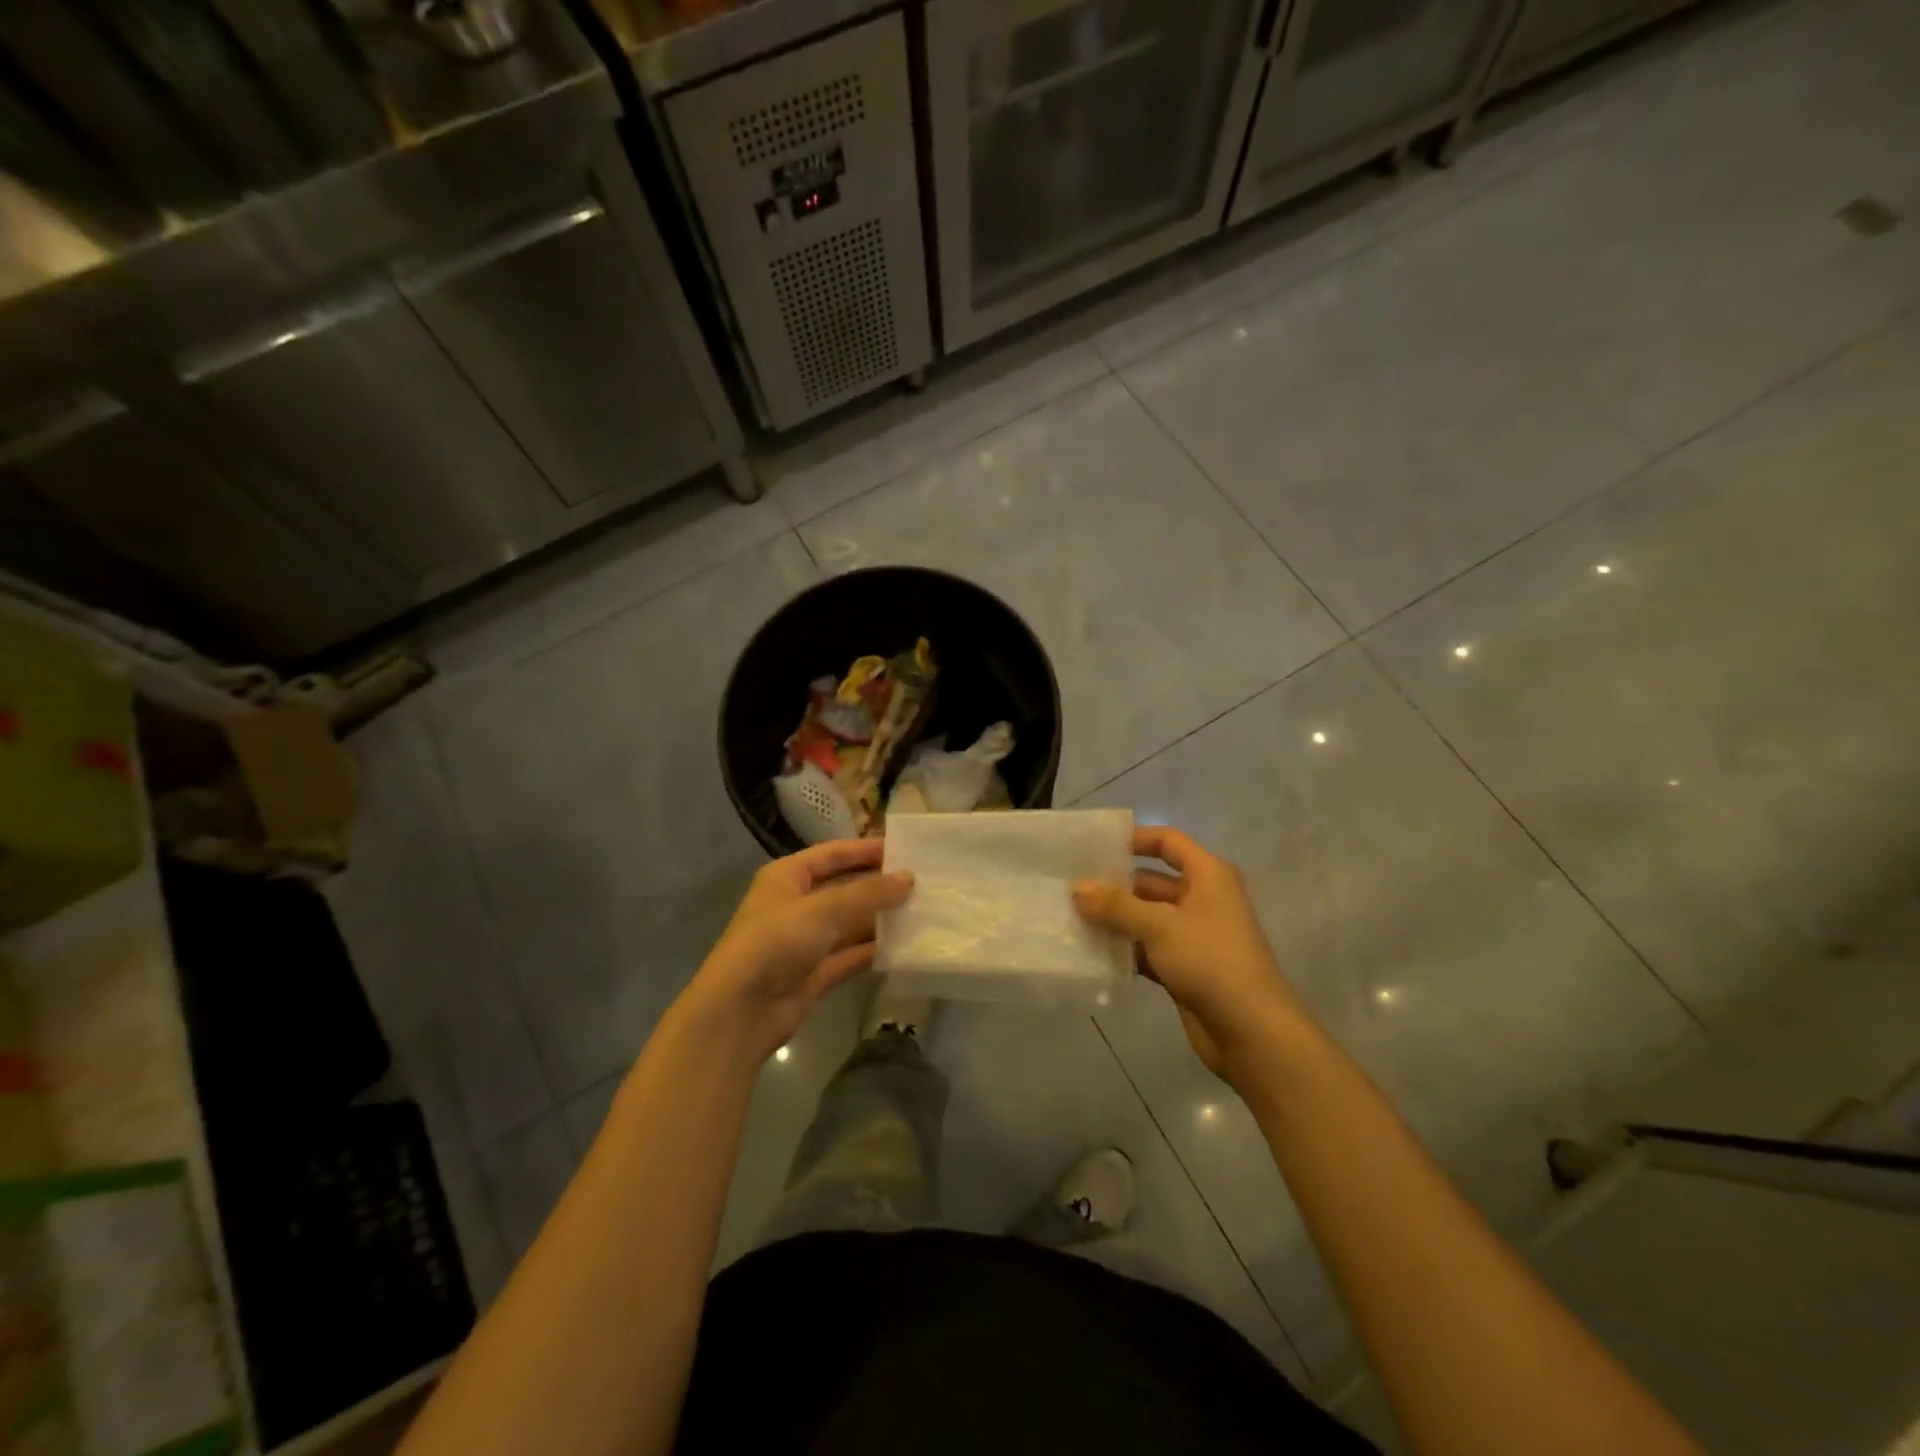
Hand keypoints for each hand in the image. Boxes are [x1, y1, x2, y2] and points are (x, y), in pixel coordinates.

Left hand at [677, 839, 912, 1063]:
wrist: (740, 1012)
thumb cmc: (776, 942)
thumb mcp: (823, 909)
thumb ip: (868, 893)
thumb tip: (909, 879)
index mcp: (787, 877)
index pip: (832, 854)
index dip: (865, 850)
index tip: (903, 849)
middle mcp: (796, 905)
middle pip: (845, 888)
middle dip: (879, 886)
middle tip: (922, 883)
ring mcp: (806, 941)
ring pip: (851, 923)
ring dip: (881, 919)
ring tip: (923, 912)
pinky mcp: (816, 973)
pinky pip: (851, 954)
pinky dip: (875, 950)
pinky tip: (906, 946)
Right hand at [1074, 827, 1309, 1083]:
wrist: (1251, 1032)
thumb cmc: (1210, 961)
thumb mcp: (1160, 926)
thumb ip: (1116, 906)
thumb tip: (1077, 888)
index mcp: (1208, 875)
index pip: (1167, 842)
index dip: (1134, 839)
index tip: (1095, 846)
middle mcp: (1201, 899)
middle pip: (1150, 881)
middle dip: (1113, 885)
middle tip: (1069, 887)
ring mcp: (1192, 935)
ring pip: (1145, 917)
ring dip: (1114, 919)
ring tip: (1070, 916)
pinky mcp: (1183, 967)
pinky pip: (1146, 948)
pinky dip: (1123, 949)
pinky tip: (1090, 951)